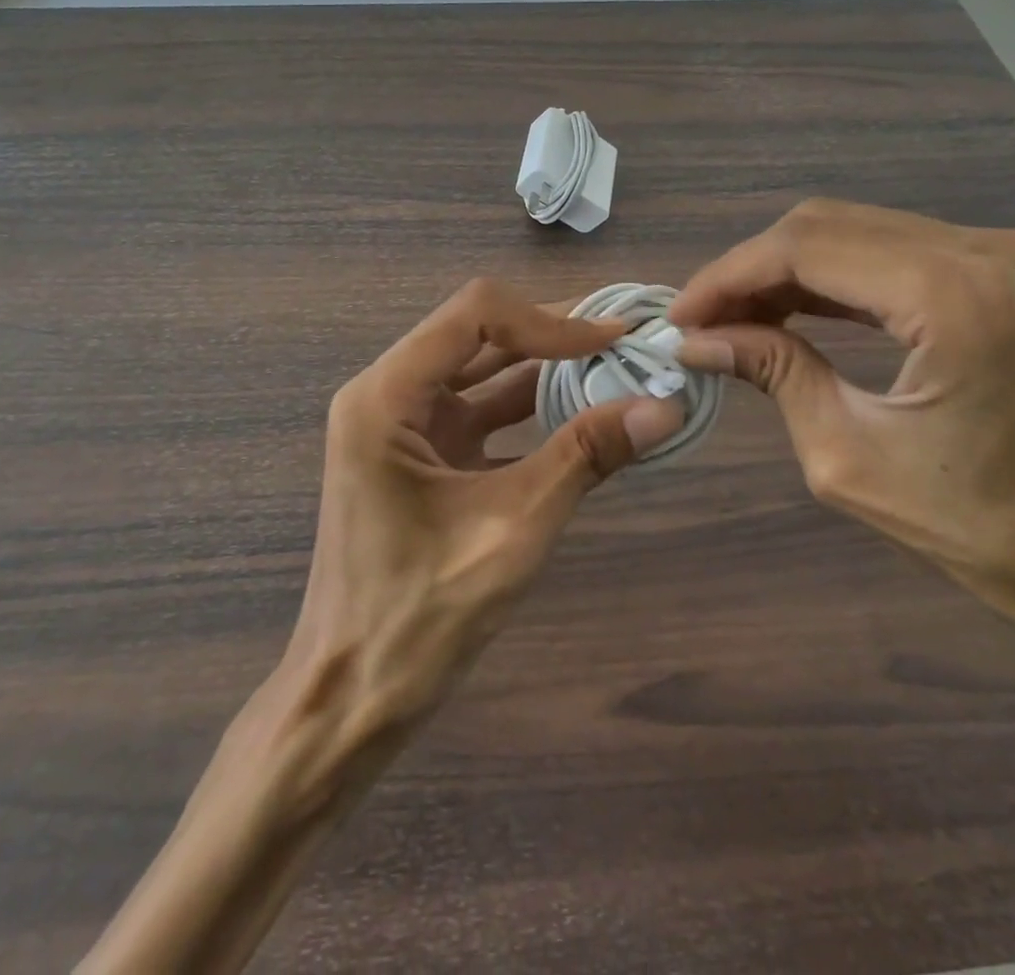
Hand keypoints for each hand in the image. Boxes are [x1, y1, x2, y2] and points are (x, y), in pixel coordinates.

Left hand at [81, 280, 681, 974]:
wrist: (350, 699)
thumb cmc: (417, 617)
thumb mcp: (513, 529)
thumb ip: (585, 456)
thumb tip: (664, 405)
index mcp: (386, 397)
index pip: (475, 315)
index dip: (550, 319)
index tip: (614, 340)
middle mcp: (387, 394)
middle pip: (478, 334)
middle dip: (553, 334)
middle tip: (625, 340)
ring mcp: (403, 425)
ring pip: (483, 371)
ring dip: (547, 368)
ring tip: (616, 367)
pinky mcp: (421, 456)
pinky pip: (482, 413)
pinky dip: (532, 409)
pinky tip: (584, 414)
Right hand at [667, 200, 1014, 626]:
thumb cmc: (989, 530)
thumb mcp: (850, 458)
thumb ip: (772, 374)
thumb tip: (698, 341)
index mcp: (953, 296)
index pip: (804, 248)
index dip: (727, 277)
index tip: (679, 318)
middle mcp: (988, 251)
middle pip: (828, 225)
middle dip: (751, 270)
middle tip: (704, 322)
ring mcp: (1011, 253)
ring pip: (861, 231)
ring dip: (790, 271)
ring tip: (738, 318)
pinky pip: (900, 251)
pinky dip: (839, 277)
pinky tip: (798, 310)